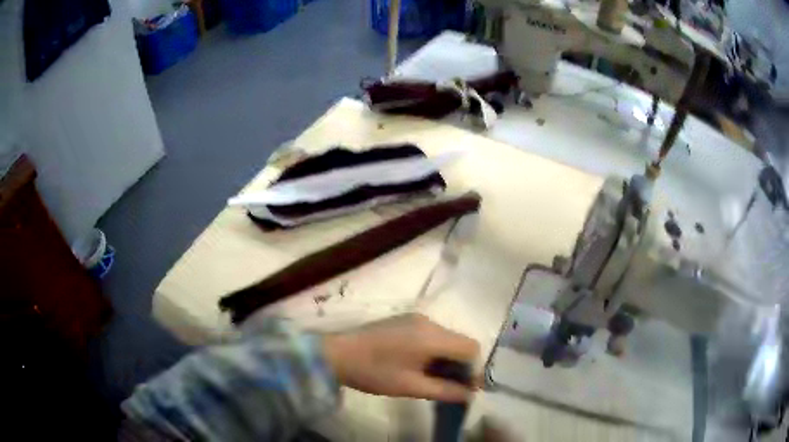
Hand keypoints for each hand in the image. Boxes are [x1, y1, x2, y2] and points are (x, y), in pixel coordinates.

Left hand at [322, 313, 480, 402]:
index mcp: (432, 336)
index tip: (466, 389)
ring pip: (446, 339)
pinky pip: (432, 336)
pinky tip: (422, 367)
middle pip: (459, 342)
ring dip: (447, 360)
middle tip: (452, 388)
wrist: (336, 354)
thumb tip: (470, 395)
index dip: (474, 369)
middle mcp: (428, 321)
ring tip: (436, 381)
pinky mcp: (405, 321)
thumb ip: (445, 390)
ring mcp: (416, 319)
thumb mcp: (411, 386)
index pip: (471, 348)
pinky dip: (435, 352)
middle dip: (461, 366)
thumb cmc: (374, 372)